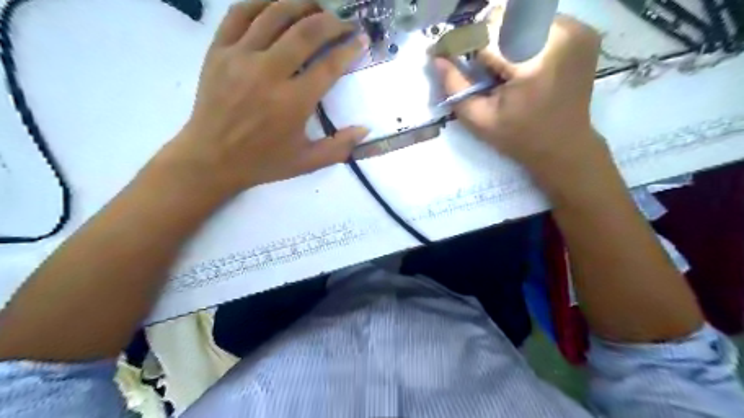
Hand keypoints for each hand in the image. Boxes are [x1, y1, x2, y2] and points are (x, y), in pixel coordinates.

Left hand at [159, 1, 364, 198]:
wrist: (212, 159)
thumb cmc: (263, 162)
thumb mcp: (307, 162)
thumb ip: (340, 147)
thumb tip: (366, 129)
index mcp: (293, 103)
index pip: (329, 65)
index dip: (349, 48)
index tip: (360, 39)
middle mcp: (269, 73)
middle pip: (306, 32)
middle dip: (331, 21)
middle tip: (343, 22)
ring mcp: (240, 58)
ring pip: (275, 14)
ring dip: (301, 5)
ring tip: (316, 8)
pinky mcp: (218, 51)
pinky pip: (239, 13)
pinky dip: (261, 3)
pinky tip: (276, 5)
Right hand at [438, 15, 603, 175]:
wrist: (564, 145)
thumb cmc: (519, 137)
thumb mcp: (479, 120)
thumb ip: (455, 87)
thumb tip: (437, 57)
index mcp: (532, 63)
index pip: (485, 34)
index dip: (461, 42)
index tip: (445, 53)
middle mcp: (560, 35)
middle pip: (505, 18)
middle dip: (483, 37)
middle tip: (476, 64)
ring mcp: (576, 30)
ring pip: (522, 15)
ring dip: (503, 34)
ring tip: (500, 64)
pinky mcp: (584, 31)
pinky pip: (541, 20)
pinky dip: (523, 34)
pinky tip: (520, 59)